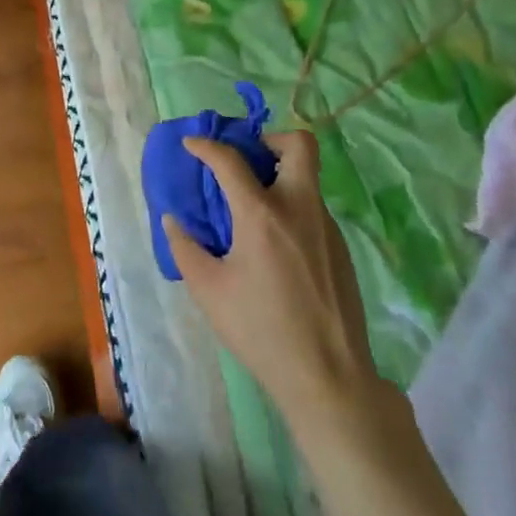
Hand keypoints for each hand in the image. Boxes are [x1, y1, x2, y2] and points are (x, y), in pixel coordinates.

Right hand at [164, 130, 382, 426]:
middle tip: (248, 158)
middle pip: (299, 145)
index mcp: (262, 215)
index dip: (206, 145)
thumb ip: (185, 248)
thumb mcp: (208, 290)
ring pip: (307, 178)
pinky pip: (313, 210)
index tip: (192, 144)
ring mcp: (326, 227)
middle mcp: (300, 208)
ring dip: (280, 176)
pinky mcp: (342, 249)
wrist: (329, 376)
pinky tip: (275, 245)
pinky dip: (291, 208)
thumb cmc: (260, 330)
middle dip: (270, 139)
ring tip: (253, 207)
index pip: (231, 160)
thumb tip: (173, 220)